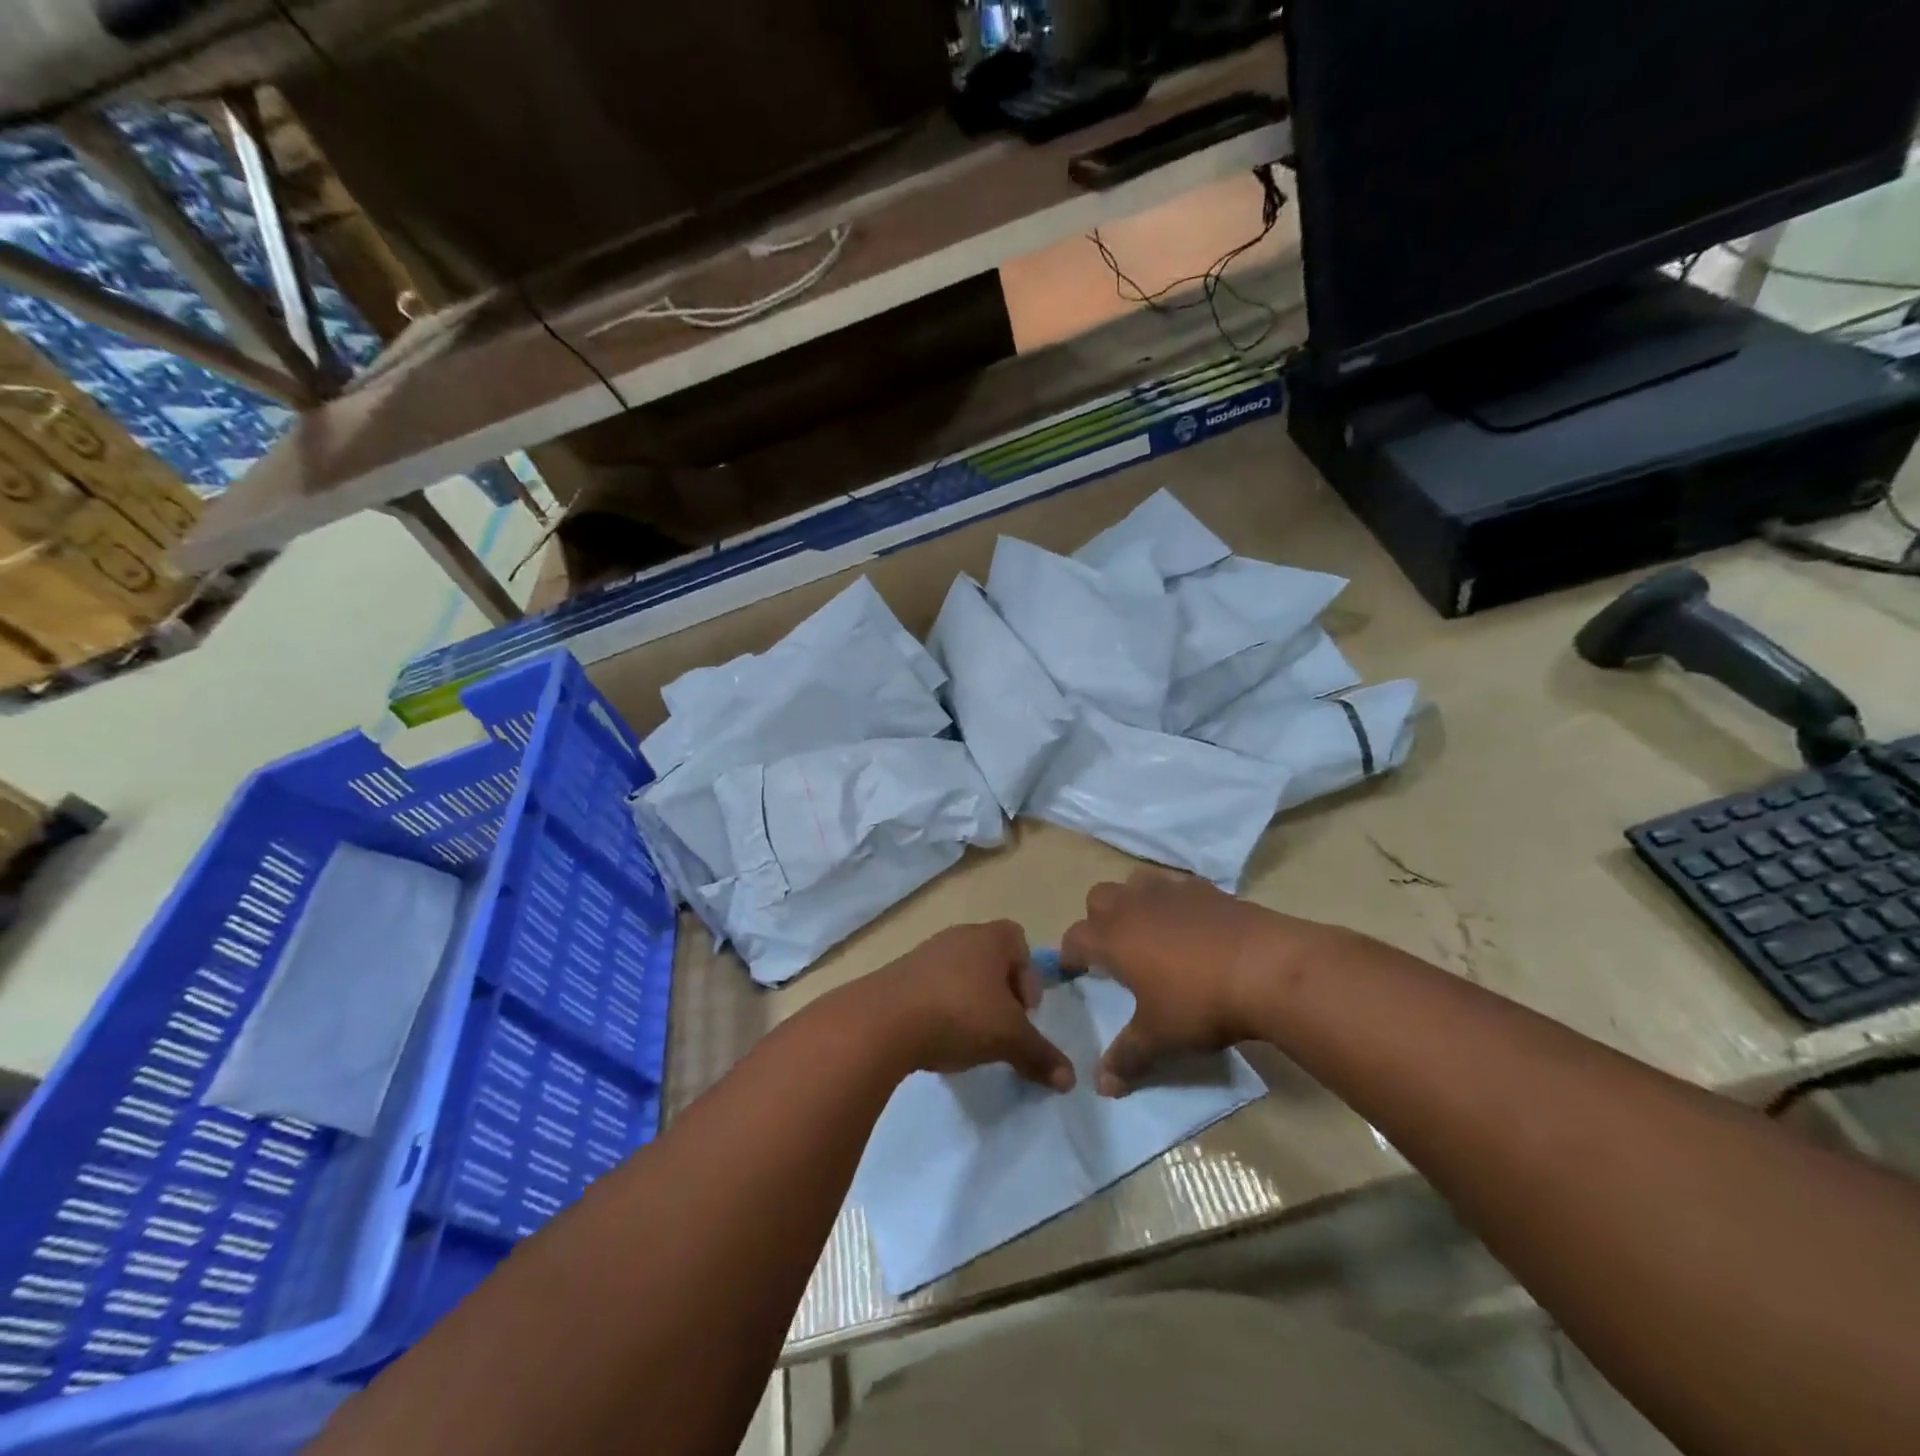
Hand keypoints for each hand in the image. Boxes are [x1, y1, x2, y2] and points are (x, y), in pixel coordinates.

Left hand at [862, 921, 1074, 1090]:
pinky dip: (940, 1008)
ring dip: (969, 1001)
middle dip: (1000, 993)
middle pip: (989, 958)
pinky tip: (936, 1038)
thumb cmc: (958, 1015)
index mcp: (988, 939)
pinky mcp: (899, 975)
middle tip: (1000, 1027)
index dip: (1028, 975)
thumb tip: (1071, 1080)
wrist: (883, 1021)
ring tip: (967, 1038)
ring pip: (960, 973)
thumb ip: (1040, 1055)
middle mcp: (957, 937)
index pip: (1018, 940)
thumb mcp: (1008, 1039)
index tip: (1023, 1011)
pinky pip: (931, 986)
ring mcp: (924, 953)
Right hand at [1061, 869, 1326, 1095]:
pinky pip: (1176, 886)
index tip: (1073, 971)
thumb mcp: (1159, 1038)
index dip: (1069, 955)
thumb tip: (1102, 1086)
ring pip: (1135, 883)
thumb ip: (1126, 1058)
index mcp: (1112, 937)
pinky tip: (1191, 925)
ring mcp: (1170, 891)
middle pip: (1098, 898)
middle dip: (1098, 920)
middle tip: (1113, 950)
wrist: (1266, 967)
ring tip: (1149, 930)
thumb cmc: (1199, 1003)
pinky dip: (1174, 902)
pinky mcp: (1206, 888)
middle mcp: (1133, 905)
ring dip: (1133, 902)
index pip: (1075, 938)